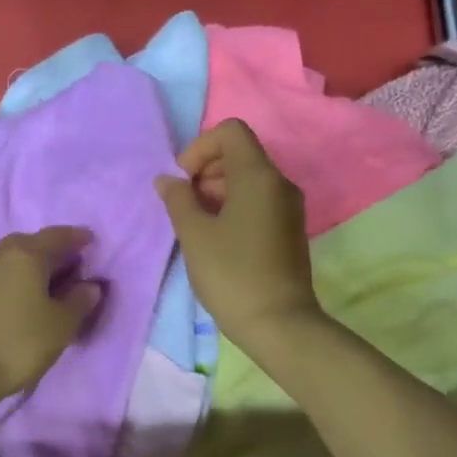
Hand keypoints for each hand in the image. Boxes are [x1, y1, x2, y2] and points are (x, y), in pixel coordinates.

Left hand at [0, 227, 103, 410]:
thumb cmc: (18, 343)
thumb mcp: (60, 325)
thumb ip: (79, 301)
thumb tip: (89, 285)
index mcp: (26, 254)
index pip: (57, 236)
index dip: (77, 237)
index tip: (90, 241)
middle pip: (30, 243)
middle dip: (52, 250)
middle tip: (70, 265)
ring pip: (10, 259)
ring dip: (30, 266)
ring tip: (46, 284)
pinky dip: (13, 281)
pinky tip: (19, 299)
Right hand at [155, 119, 323, 353]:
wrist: (278, 324)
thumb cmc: (231, 274)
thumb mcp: (194, 235)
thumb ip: (178, 200)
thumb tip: (168, 180)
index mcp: (258, 176)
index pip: (230, 131)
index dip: (200, 148)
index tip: (184, 181)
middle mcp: (279, 183)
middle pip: (239, 154)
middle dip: (206, 170)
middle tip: (185, 205)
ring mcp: (288, 207)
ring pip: (248, 179)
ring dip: (217, 191)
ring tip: (196, 225)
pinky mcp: (288, 229)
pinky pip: (258, 201)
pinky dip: (233, 207)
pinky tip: (216, 238)